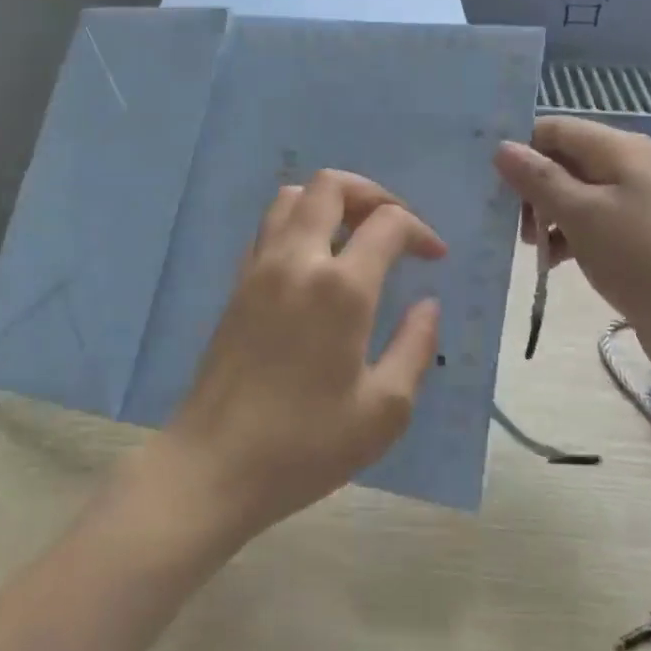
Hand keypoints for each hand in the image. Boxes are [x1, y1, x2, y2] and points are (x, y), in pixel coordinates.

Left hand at [148, 170, 445, 543]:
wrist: (215, 465)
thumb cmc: (306, 445)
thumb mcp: (384, 410)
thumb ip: (415, 347)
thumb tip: (428, 304)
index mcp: (340, 288)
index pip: (387, 222)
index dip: (421, 230)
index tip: (435, 259)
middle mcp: (296, 261)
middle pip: (331, 185)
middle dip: (372, 193)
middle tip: (394, 227)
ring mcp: (259, 268)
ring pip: (292, 197)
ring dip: (330, 202)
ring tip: (355, 237)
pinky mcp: (236, 284)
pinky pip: (269, 227)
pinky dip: (298, 223)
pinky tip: (315, 264)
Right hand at [493, 117, 650, 372]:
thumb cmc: (640, 258)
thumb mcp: (581, 214)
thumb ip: (538, 179)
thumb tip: (502, 147)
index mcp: (618, 149)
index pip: (554, 129)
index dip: (521, 149)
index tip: (491, 183)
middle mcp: (627, 167)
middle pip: (562, 161)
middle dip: (531, 188)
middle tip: (512, 223)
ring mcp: (633, 203)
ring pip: (572, 195)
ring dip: (545, 216)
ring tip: (532, 248)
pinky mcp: (634, 236)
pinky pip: (589, 223)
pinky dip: (566, 237)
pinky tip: (552, 262)